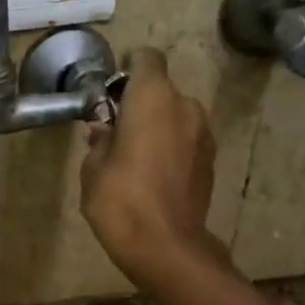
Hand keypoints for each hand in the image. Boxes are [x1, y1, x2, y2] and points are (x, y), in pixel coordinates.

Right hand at [81, 47, 218, 286]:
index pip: (146, 59)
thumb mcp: (93, 169)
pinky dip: (171, 147)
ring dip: (157, 127)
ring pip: (175, 116)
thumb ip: (99, 141)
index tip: (111, 94)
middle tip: (115, 133)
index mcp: (152, 98)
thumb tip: (105, 130)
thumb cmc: (121, 201)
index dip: (128, 70)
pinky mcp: (210, 160)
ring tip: (134, 158)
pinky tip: (154, 176)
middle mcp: (184, 106)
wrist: (166, 246)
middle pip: (161, 90)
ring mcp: (203, 134)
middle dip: (139, 105)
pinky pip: (186, 140)